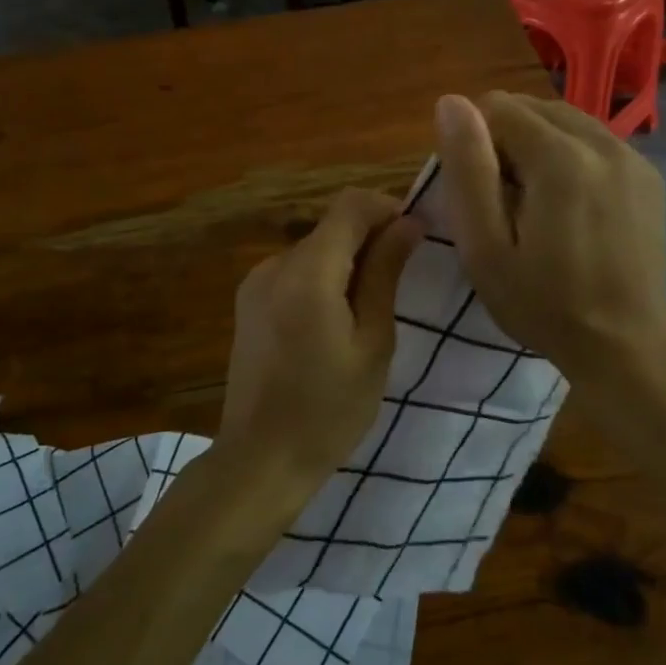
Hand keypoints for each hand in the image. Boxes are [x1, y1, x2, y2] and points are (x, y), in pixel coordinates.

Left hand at [216, 188, 421, 504]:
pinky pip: (295, 271)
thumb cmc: (329, 409)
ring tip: (370, 309)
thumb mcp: (372, 343)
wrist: (261, 459)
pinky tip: (336, 321)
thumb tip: (408, 223)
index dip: (388, 209)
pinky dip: (323, 278)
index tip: (416, 238)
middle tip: (402, 281)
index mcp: (307, 273)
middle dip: (371, 238)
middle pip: (331, 226)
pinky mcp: (248, 302)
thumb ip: (385, 274)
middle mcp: (274, 265)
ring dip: (348, 260)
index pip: (350, 205)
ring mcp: (255, 283)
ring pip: (314, 248)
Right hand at [434, 92, 665, 377]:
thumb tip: (451, 102)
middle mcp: (602, 142)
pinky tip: (569, 205)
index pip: (497, 106)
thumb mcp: (484, 246)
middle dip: (506, 140)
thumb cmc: (542, 303)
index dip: (476, 144)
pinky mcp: (648, 174)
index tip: (481, 194)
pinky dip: (570, 156)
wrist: (623, 344)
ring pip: (564, 120)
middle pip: (533, 107)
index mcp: (560, 158)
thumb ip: (467, 169)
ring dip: (538, 145)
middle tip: (504, 202)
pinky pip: (593, 140)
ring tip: (535, 203)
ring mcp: (632, 156)